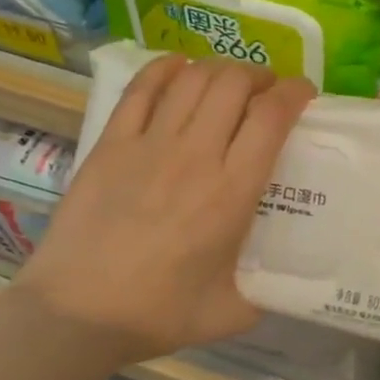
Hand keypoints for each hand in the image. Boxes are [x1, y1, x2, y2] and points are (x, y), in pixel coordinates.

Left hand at [11, 54, 315, 365]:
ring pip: (193, 79)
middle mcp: (196, 156)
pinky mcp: (111, 144)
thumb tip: (284, 284)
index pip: (271, 117)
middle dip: (259, 74)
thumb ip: (266, 294)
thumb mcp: (231, 313)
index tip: (303, 92)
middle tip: (266, 88)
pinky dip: (164, 68)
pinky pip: (141, 89)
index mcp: (232, 192)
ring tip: (229, 79)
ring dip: (220, 68)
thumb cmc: (157, 313)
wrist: (76, 314)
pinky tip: (178, 65)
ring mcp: (149, 144)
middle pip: (234, 84)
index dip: (294, 92)